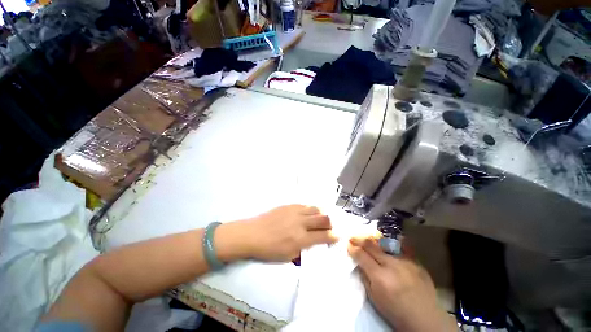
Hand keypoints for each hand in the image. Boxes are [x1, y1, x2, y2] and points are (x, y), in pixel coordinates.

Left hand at [218, 205, 337, 262]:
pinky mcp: (289, 205)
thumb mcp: (288, 256)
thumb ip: (303, 250)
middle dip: (331, 223)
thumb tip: (313, 244)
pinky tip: (309, 212)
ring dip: (321, 214)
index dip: (333, 236)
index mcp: (301, 239)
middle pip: (323, 219)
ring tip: (321, 218)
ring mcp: (295, 211)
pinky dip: (310, 209)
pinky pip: (304, 205)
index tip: (337, 236)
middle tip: (330, 226)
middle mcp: (301, 223)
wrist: (252, 234)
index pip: (323, 236)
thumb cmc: (269, 249)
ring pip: (315, 209)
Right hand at [348, 237, 456, 331]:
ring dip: (374, 241)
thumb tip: (359, 263)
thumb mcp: (374, 298)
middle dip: (360, 239)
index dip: (353, 248)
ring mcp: (405, 261)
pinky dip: (396, 243)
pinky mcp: (416, 262)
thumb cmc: (395, 311)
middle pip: (371, 245)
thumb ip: (365, 278)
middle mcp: (392, 265)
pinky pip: (403, 247)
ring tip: (369, 239)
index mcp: (380, 276)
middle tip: (353, 237)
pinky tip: (393, 239)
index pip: (361, 256)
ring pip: (385, 244)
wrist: (425, 318)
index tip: (348, 244)